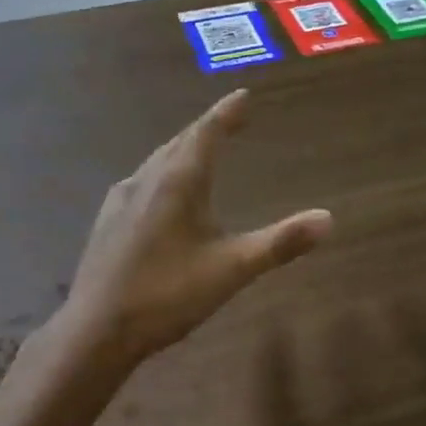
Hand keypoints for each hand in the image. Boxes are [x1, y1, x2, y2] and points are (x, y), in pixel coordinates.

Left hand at [65, 90, 332, 362]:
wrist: (96, 330)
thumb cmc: (168, 294)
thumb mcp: (233, 269)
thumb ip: (281, 243)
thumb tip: (328, 219)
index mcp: (178, 182)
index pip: (206, 133)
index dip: (226, 113)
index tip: (243, 95)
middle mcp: (146, 180)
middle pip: (180, 142)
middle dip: (207, 128)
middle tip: (229, 120)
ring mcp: (121, 199)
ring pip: (157, 161)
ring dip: (183, 149)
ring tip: (200, 150)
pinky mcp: (107, 221)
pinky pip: (141, 181)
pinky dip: (162, 172)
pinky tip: (160, 192)